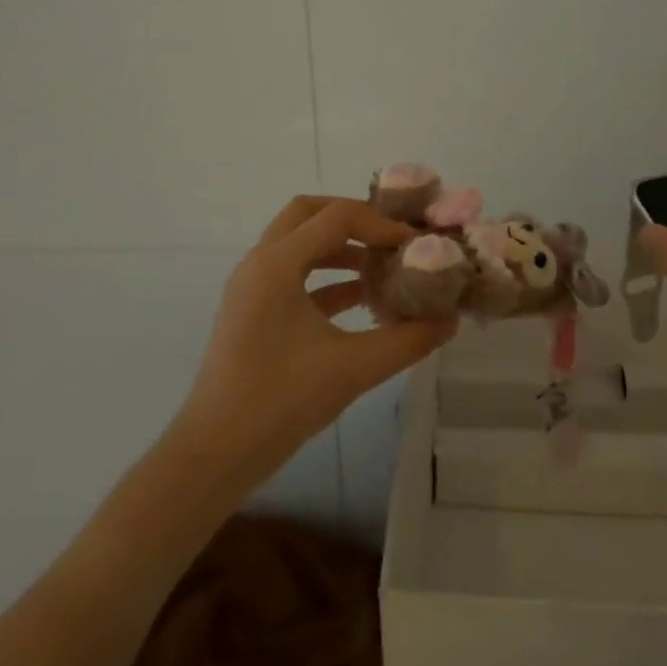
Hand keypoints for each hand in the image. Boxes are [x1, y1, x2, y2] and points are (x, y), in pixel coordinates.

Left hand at [169, 196, 457, 490]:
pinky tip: (360, 300)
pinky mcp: (252, 312)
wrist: (217, 451)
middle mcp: (259, 263)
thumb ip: (408, 340)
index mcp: (277, 263)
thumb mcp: (354, 367)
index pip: (336, 217)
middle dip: (353, 220)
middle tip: (389, 237)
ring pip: (299, 244)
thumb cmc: (282, 399)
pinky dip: (326, 278)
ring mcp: (251, 287)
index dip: (380, 224)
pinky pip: (293, 277)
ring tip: (381, 268)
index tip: (413, 245)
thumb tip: (450, 320)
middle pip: (308, 214)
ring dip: (340, 248)